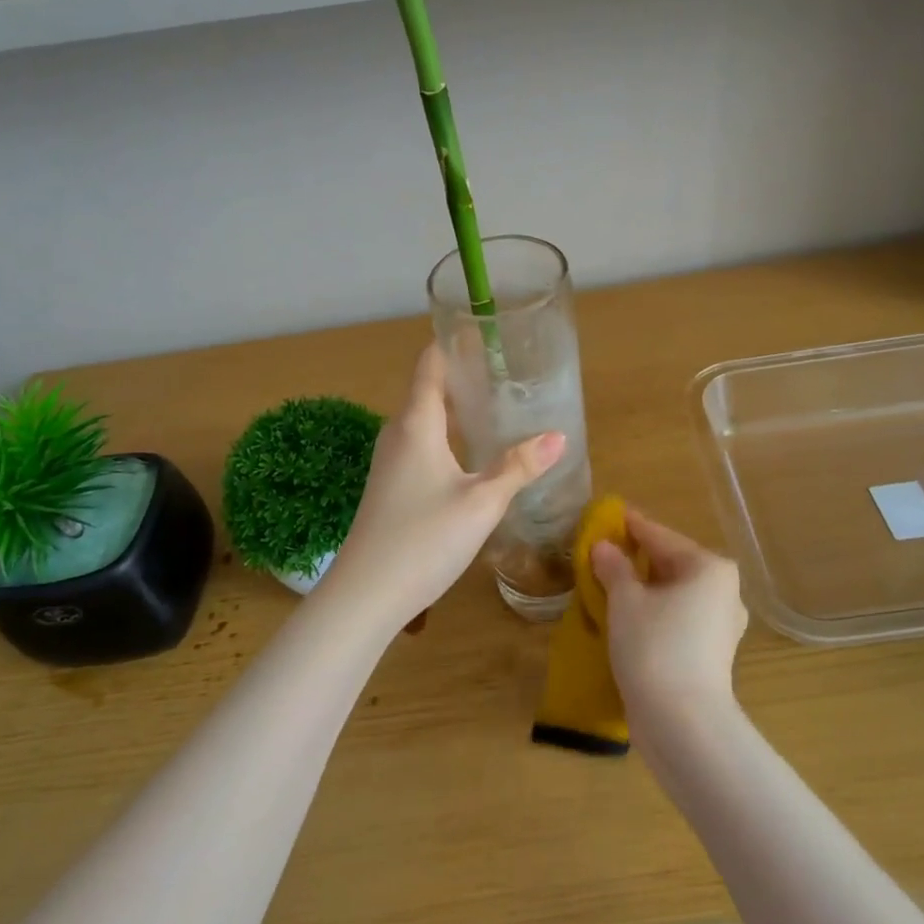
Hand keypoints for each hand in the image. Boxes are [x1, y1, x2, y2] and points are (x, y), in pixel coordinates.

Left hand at [321, 344, 565, 629]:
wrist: (366, 593)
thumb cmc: (424, 538)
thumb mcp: (482, 502)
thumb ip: (519, 467)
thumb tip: (557, 437)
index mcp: (416, 424)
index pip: (430, 365)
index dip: (453, 343)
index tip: (482, 330)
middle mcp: (397, 434)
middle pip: (428, 390)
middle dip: (462, 377)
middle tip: (504, 371)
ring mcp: (389, 462)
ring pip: (424, 421)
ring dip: (454, 409)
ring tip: (493, 407)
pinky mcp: (390, 487)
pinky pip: (420, 445)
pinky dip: (446, 436)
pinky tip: (469, 455)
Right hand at [593, 509, 746, 725]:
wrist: (683, 724)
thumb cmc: (654, 647)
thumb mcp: (624, 600)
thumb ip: (614, 566)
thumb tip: (604, 547)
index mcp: (708, 567)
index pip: (659, 536)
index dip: (629, 526)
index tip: (606, 516)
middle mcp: (724, 590)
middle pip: (670, 564)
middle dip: (635, 560)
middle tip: (600, 554)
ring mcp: (722, 624)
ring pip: (674, 594)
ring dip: (643, 589)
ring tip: (607, 586)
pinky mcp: (712, 653)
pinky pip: (678, 618)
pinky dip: (654, 613)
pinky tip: (627, 618)